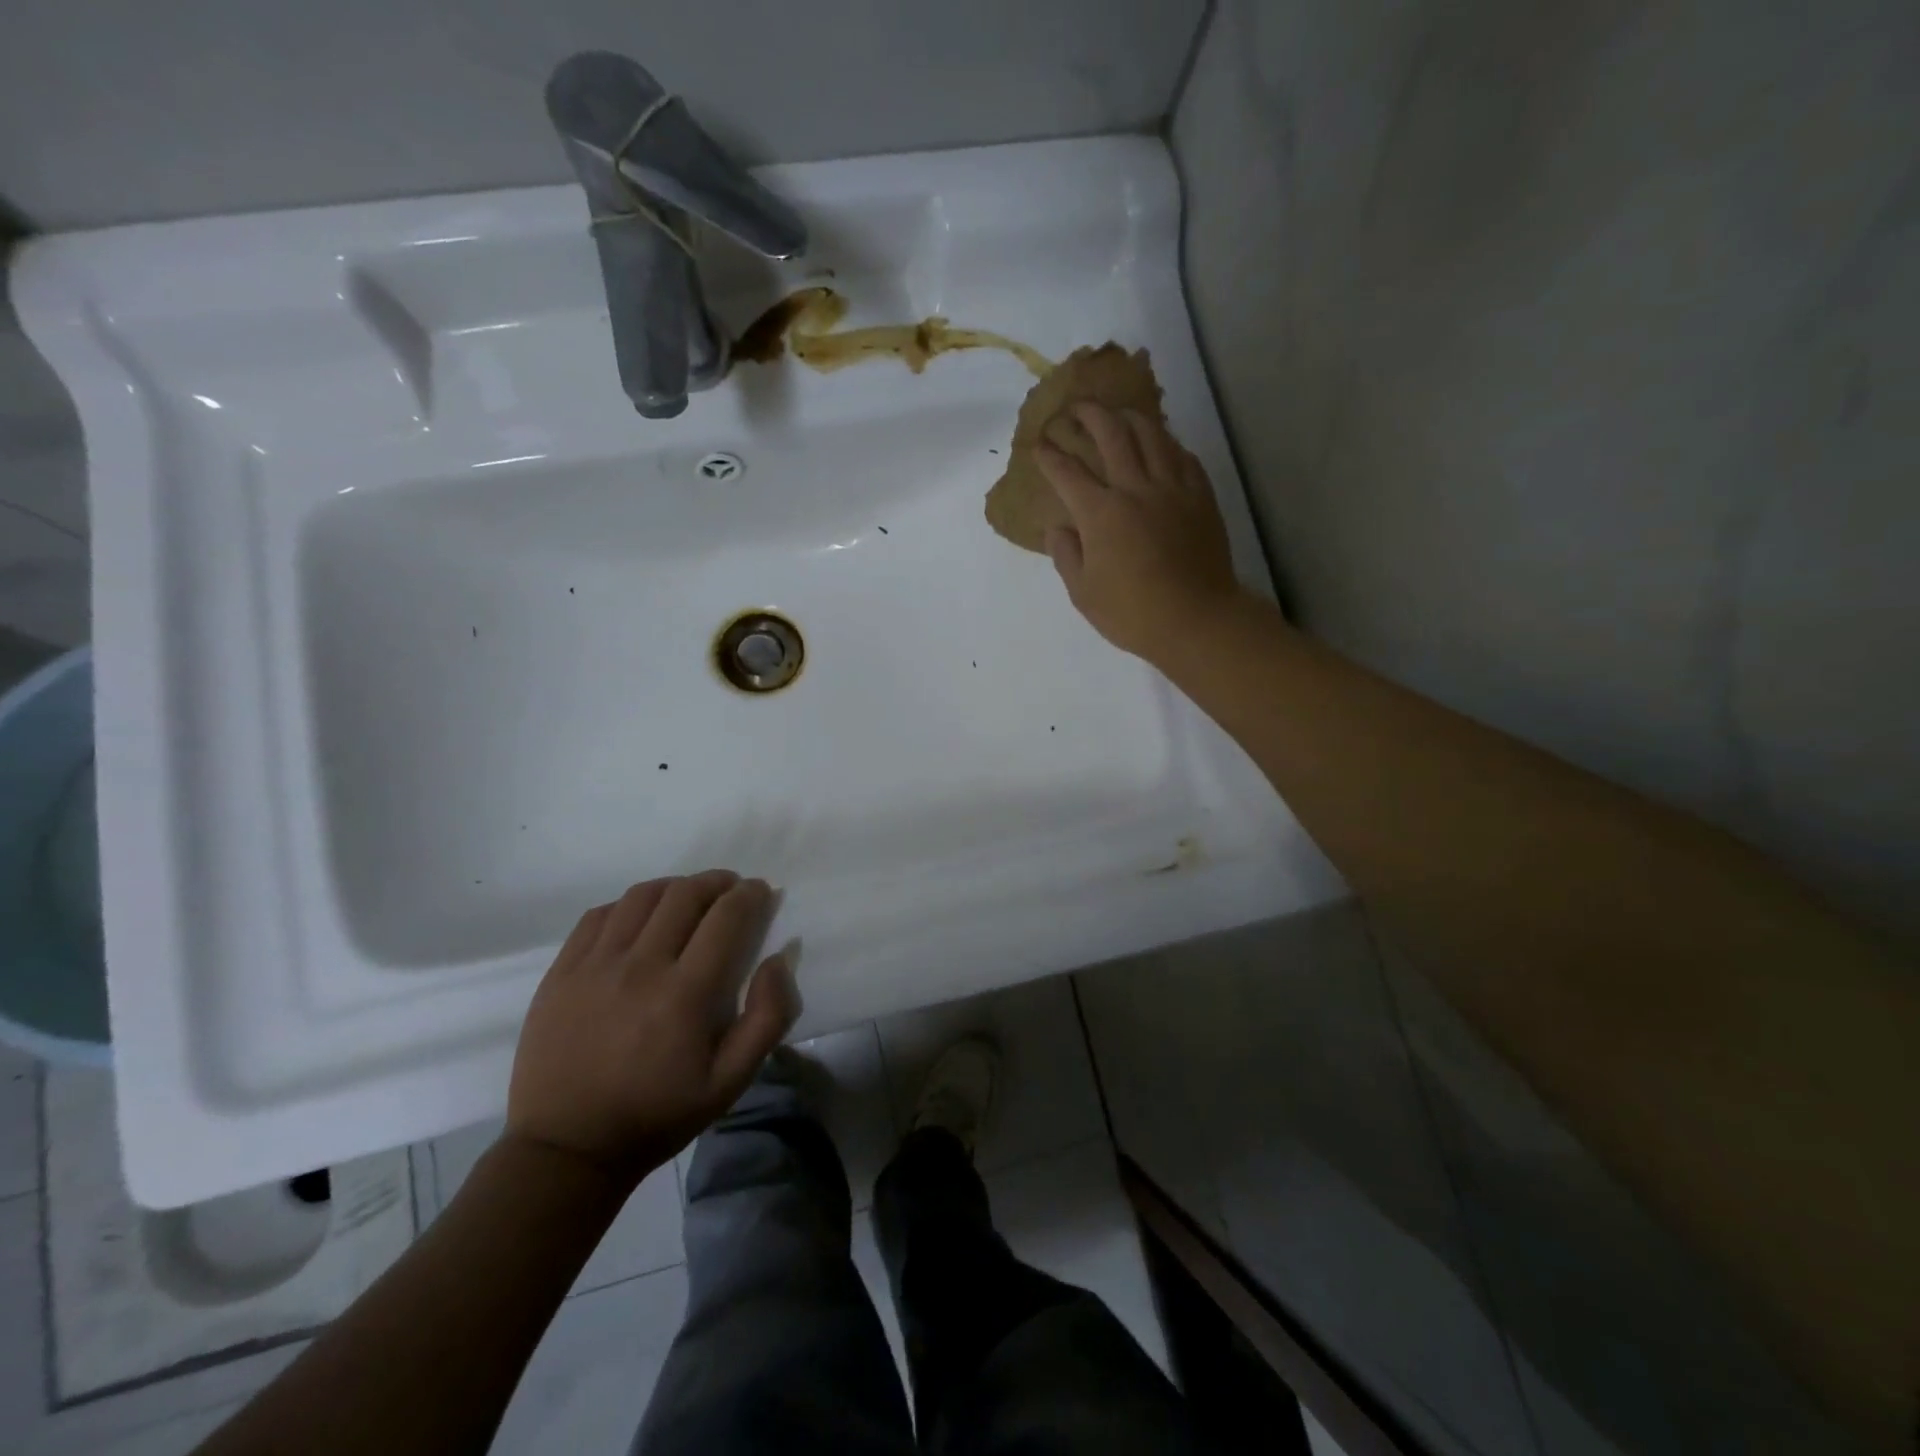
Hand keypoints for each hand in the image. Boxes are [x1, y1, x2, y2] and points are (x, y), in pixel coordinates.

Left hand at [506, 870, 795, 1188]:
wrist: (567, 1149)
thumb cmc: (658, 1114)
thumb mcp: (730, 1082)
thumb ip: (768, 1017)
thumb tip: (779, 960)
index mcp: (685, 993)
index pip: (727, 916)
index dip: (750, 895)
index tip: (760, 891)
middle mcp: (640, 967)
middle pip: (685, 894)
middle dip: (717, 882)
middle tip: (731, 890)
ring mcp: (594, 965)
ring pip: (642, 896)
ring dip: (675, 887)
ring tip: (688, 898)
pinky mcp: (562, 971)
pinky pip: (599, 915)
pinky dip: (629, 905)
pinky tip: (640, 919)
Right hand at [1036, 403, 1242, 661]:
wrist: (1197, 620)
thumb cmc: (1132, 614)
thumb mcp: (1084, 593)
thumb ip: (1066, 556)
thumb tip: (1058, 528)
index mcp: (1100, 514)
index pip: (1067, 472)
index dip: (1049, 455)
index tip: (1039, 443)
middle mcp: (1135, 489)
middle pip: (1111, 435)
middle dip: (1089, 415)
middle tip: (1076, 407)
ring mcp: (1173, 489)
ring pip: (1152, 435)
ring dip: (1130, 418)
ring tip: (1119, 413)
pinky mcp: (1201, 497)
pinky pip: (1183, 457)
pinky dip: (1167, 443)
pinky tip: (1162, 444)